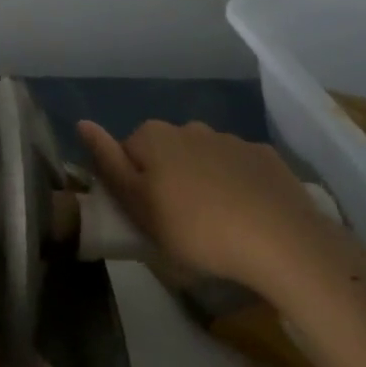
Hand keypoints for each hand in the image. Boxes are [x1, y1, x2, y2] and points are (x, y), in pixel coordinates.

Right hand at [77, 119, 345, 291]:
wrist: (282, 243)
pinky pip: (239, 168)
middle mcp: (190, 127)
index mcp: (154, 137)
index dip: (132, 184)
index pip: (127, 152)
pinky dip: (237, 184)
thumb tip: (82, 123)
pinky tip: (247, 216)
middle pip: (165, 152)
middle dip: (167, 178)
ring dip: (202, 180)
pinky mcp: (266, 157)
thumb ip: (108, 163)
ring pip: (203, 158)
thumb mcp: (139, 207)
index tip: (145, 215)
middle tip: (176, 222)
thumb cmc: (196, 229)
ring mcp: (231, 140)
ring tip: (215, 223)